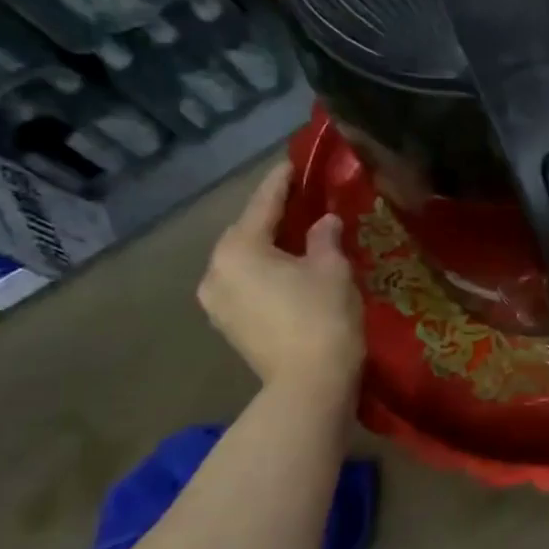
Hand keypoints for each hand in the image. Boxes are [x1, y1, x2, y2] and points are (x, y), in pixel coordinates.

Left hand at [198, 164, 364, 393]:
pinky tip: (290, 272)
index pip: (264, 203)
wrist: (309, 384)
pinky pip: (246, 284)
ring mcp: (216, 301)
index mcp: (239, 248)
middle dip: (274, 216)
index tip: (294, 163)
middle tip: (303, 202)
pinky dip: (266, 272)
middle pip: (247, 232)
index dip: (283, 181)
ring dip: (269, 247)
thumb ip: (324, 237)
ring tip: (298, 238)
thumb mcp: (332, 269)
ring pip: (245, 260)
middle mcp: (216, 269)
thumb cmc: (322, 317)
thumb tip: (323, 222)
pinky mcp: (227, 324)